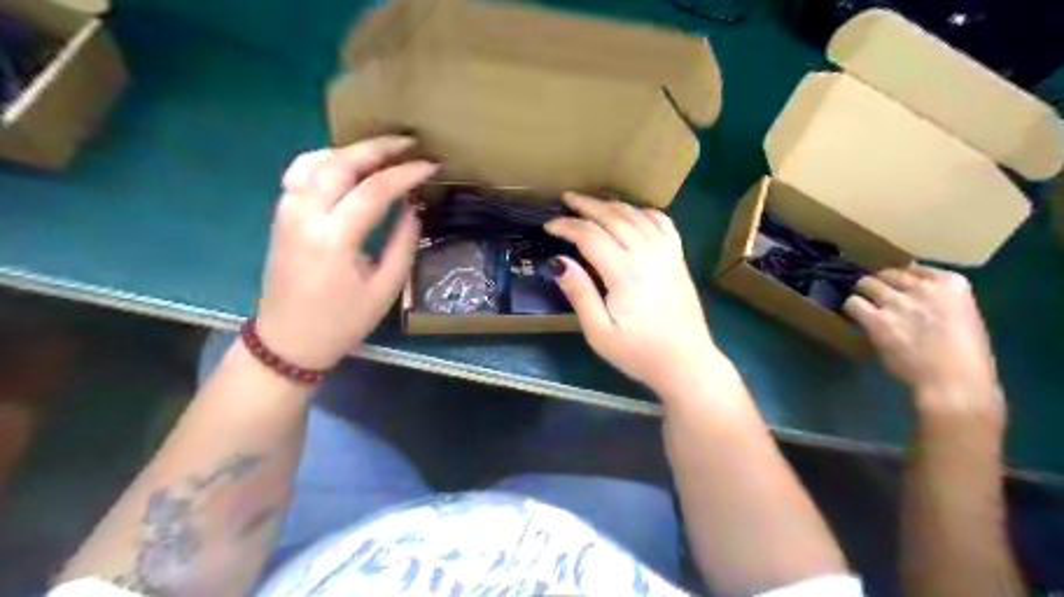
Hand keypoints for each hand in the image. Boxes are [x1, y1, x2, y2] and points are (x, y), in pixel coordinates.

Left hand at [257, 136, 436, 371]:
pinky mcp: (281, 216)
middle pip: (340, 164)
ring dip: (350, 149)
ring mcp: (287, 213)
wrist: (289, 341)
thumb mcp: (385, 289)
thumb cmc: (342, 321)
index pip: (373, 190)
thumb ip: (403, 243)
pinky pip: (300, 173)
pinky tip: (345, 163)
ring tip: (381, 150)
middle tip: (409, 142)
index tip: (431, 166)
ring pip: (315, 161)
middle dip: (377, 148)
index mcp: (334, 239)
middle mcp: (304, 216)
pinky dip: (325, 159)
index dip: (405, 174)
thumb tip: (415, 207)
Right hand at [544, 194, 726, 394]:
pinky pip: (663, 223)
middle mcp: (647, 254)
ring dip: (613, 204)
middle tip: (566, 199)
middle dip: (587, 205)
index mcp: (625, 273)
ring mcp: (667, 254)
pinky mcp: (679, 259)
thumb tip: (558, 261)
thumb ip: (579, 294)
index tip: (548, 226)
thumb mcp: (600, 332)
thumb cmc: (638, 353)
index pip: (590, 236)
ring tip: (593, 202)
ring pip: (637, 216)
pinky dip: (645, 212)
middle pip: (614, 217)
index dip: (567, 226)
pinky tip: (634, 213)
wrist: (686, 363)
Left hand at [839, 264, 1008, 423]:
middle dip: (879, 284)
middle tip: (875, 297)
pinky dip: (851, 308)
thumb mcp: (962, 316)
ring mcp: (898, 302)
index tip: (897, 287)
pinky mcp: (877, 320)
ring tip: (863, 306)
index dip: (901, 279)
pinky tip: (855, 317)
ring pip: (865, 284)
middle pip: (887, 274)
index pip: (915, 268)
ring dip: (862, 294)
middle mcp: (924, 287)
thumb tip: (910, 295)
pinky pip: (852, 303)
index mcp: (953, 284)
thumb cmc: (965, 357)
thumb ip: (938, 301)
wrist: (955, 382)